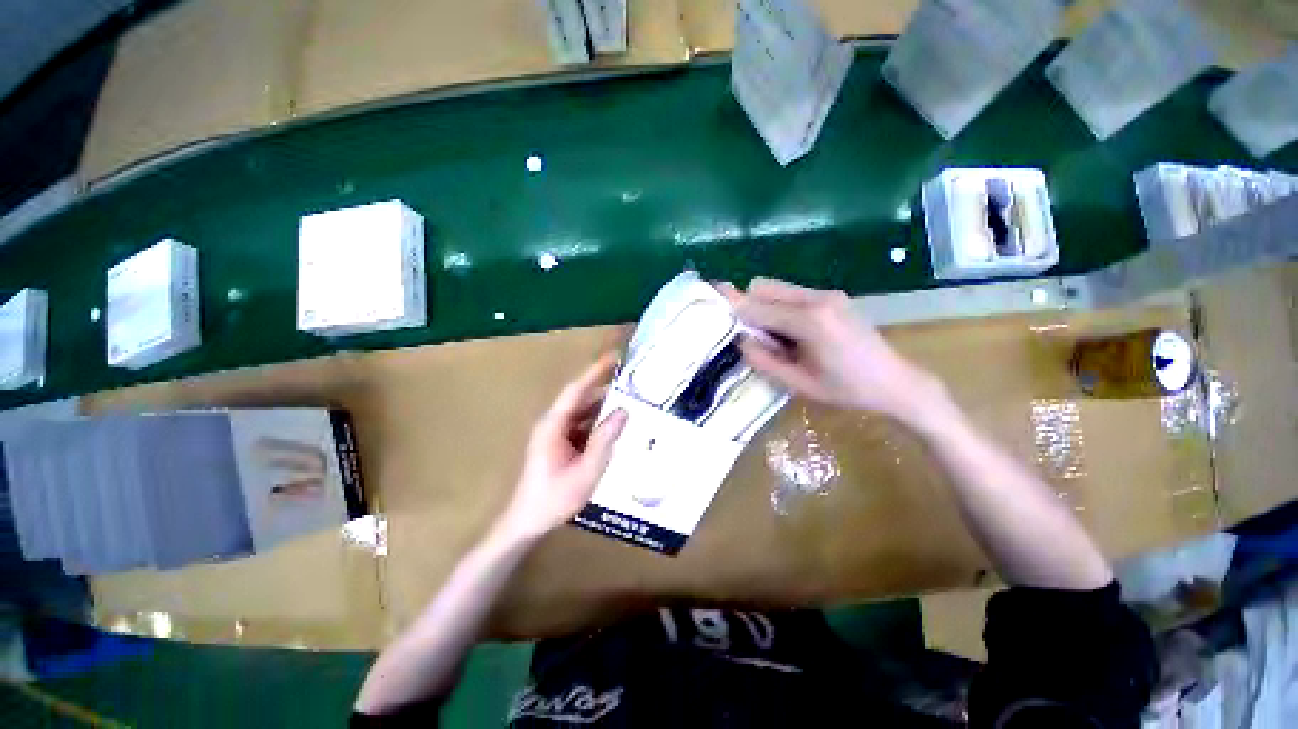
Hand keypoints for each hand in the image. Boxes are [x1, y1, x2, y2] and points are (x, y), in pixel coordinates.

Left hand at [497, 353, 627, 541]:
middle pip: (581, 398)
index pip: (577, 390)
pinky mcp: (560, 444)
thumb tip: (623, 411)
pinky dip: (598, 422)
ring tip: (629, 399)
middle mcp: (553, 423)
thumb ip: (604, 440)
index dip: (595, 372)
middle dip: (604, 387)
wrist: (527, 522)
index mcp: (554, 425)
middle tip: (630, 379)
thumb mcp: (586, 471)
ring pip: (583, 412)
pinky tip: (615, 426)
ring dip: (603, 405)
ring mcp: (556, 434)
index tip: (614, 358)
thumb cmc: (554, 498)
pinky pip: (582, 425)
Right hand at [722, 278, 948, 425]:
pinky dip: (780, 307)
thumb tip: (741, 341)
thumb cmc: (847, 390)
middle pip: (763, 286)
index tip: (712, 304)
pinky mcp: (833, 296)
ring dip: (765, 307)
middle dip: (749, 307)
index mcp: (809, 320)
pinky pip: (792, 294)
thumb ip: (764, 361)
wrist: (896, 383)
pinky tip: (793, 333)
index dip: (733, 307)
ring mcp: (827, 294)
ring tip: (776, 338)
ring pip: (777, 288)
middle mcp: (817, 298)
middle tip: (754, 337)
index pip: (757, 306)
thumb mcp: (799, 384)